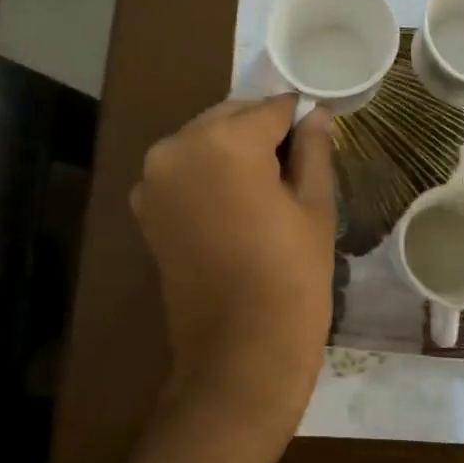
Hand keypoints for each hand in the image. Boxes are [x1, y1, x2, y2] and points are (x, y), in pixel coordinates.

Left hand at [132, 95, 336, 438]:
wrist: (238, 354)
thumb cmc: (291, 278)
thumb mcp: (314, 206)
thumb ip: (312, 149)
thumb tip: (314, 113)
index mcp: (224, 142)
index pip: (272, 108)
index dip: (299, 118)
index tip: (318, 132)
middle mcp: (178, 147)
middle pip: (231, 117)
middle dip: (263, 131)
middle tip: (296, 163)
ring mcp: (153, 178)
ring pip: (205, 140)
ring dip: (234, 149)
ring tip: (267, 187)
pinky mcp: (145, 207)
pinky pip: (184, 169)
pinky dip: (209, 172)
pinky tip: (236, 204)